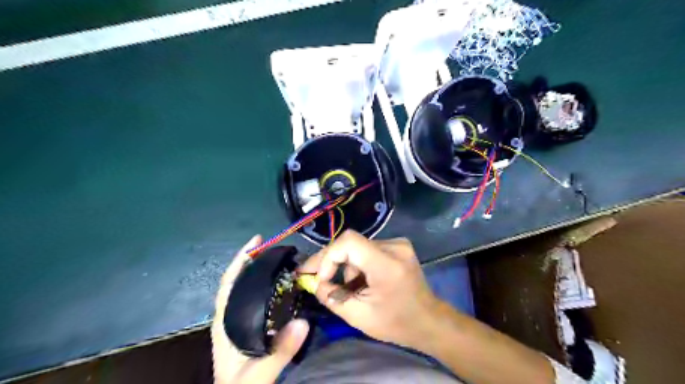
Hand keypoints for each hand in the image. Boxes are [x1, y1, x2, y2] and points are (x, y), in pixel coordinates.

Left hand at [210, 234, 308, 383]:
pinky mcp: (251, 327)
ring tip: (281, 260)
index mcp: (225, 322)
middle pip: (239, 281)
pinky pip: (258, 299)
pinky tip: (282, 284)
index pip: (229, 283)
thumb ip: (279, 351)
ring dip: (260, 271)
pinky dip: (267, 286)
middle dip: (253, 260)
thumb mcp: (258, 373)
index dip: (240, 260)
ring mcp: (240, 321)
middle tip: (275, 246)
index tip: (256, 241)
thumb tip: (303, 322)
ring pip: (248, 289)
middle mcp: (231, 316)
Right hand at [299, 229, 438, 348]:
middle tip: (312, 275)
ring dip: (347, 266)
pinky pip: (368, 249)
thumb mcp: (359, 317)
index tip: (321, 277)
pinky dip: (358, 264)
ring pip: (358, 247)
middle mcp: (394, 246)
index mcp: (387, 264)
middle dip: (331, 261)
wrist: (428, 320)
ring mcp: (398, 243)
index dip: (329, 256)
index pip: (349, 242)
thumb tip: (315, 283)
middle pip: (351, 243)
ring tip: (348, 288)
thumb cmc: (396, 323)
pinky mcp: (398, 245)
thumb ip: (332, 298)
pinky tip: (361, 280)